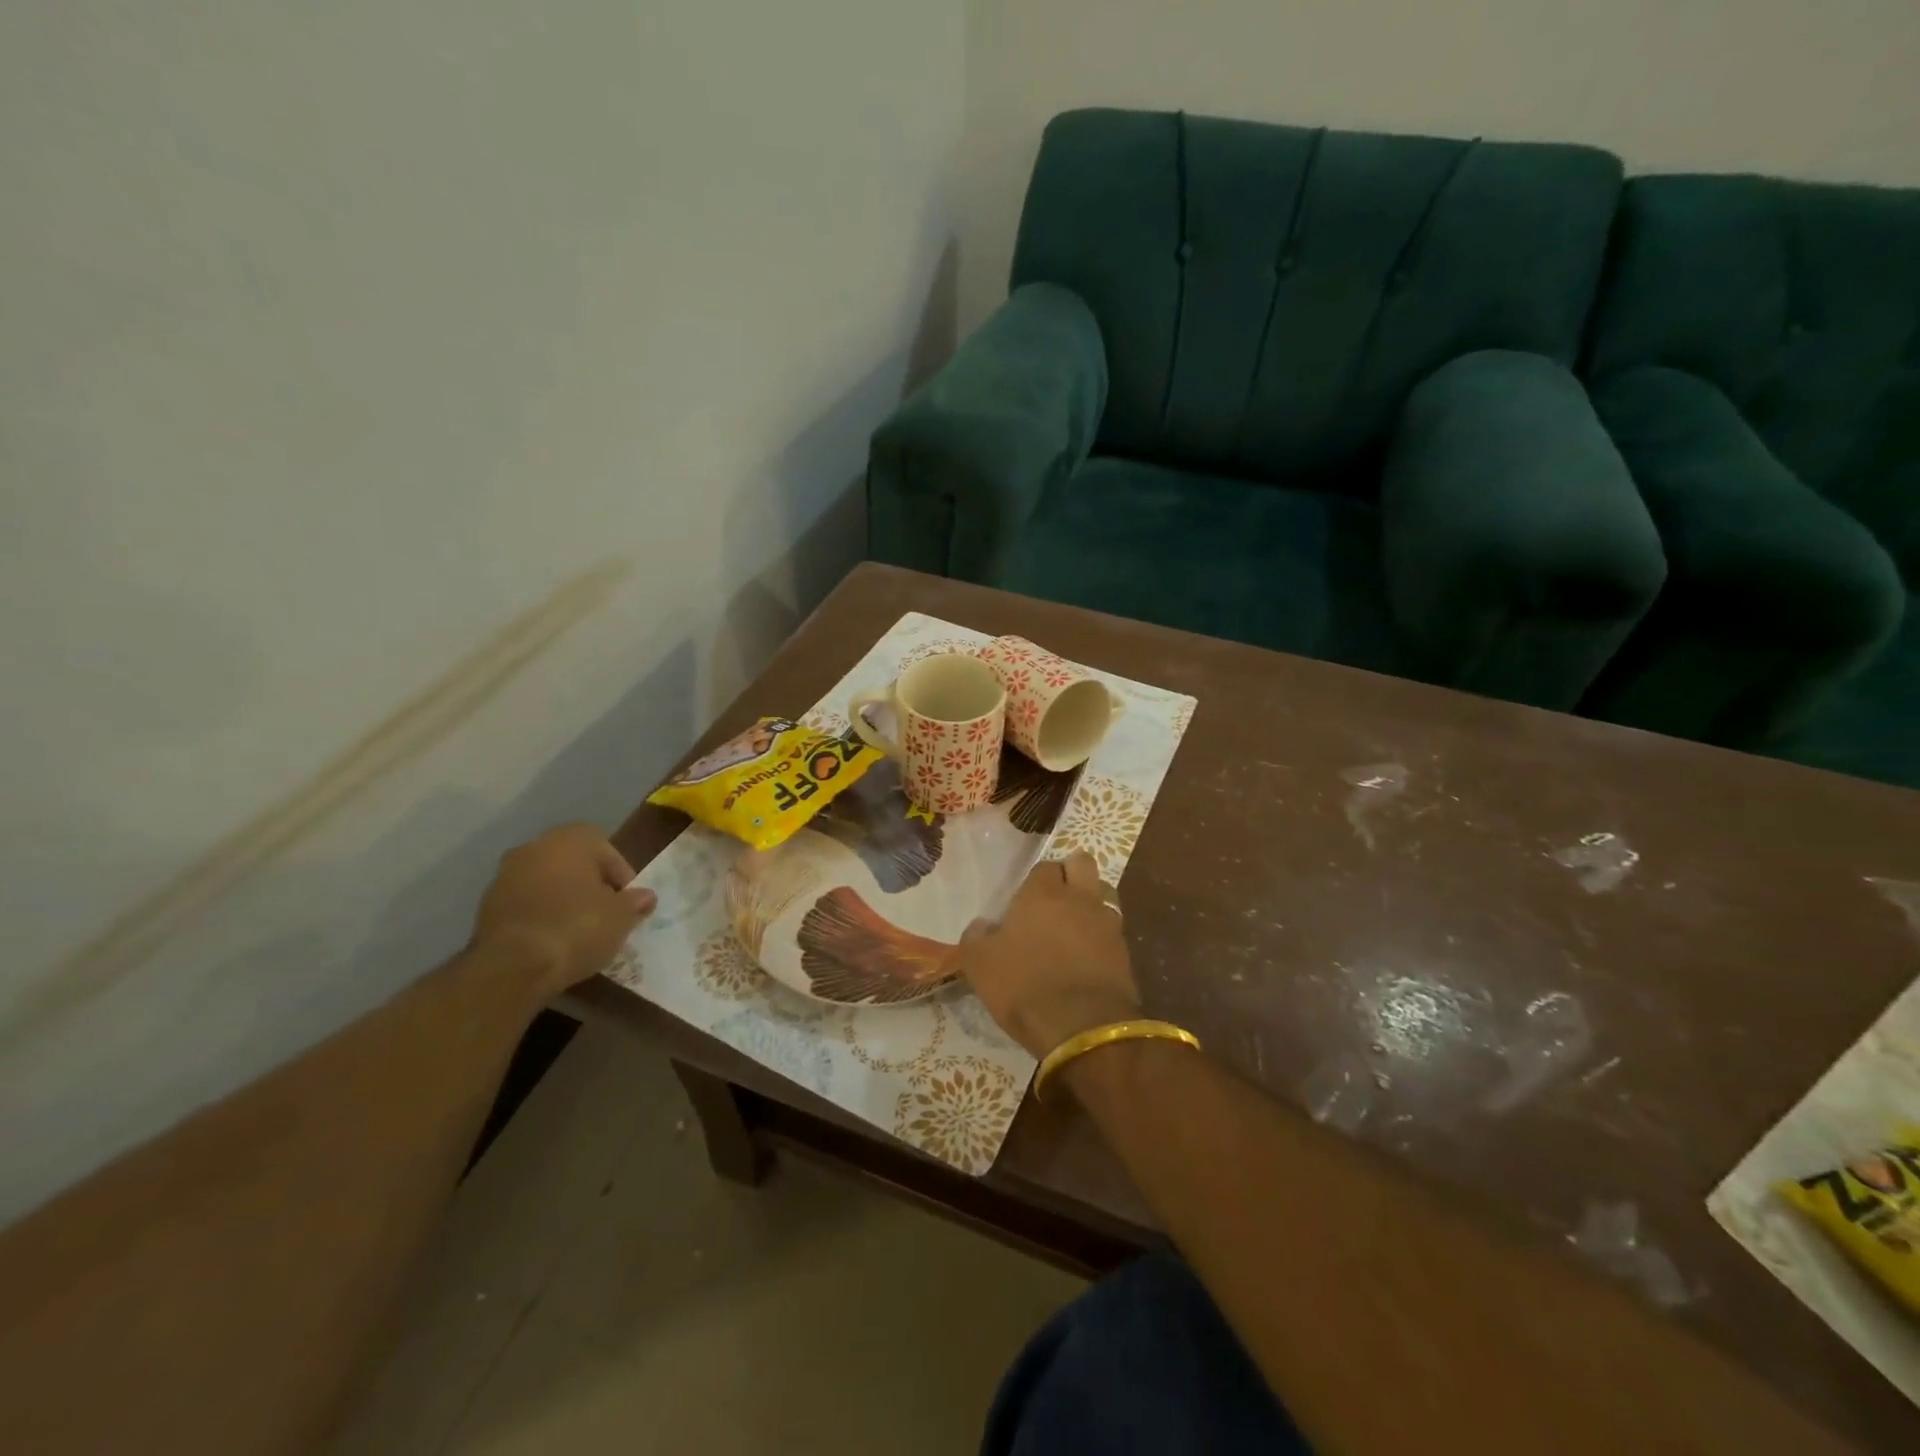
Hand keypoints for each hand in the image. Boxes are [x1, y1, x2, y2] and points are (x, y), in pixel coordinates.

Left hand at [470, 824, 656, 1002]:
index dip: (621, 877)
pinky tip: (552, 940)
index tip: (627, 903)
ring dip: (562, 900)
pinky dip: (540, 916)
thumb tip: (645, 897)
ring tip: (578, 931)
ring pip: (546, 883)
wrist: (512, 967)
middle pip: (573, 863)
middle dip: (590, 885)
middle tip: (605, 913)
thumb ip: (635, 902)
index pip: (607, 850)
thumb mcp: (621, 917)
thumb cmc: (577, 927)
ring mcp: (505, 876)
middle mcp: (534, 847)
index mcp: (571, 839)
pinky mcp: (485, 906)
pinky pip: (525, 904)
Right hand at [956, 851, 1140, 1057]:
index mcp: (1042, 894)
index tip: (1025, 900)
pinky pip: (1113, 931)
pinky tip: (1089, 957)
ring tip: (1075, 927)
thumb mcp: (980, 964)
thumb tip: (982, 925)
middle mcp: (1079, 899)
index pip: (1044, 867)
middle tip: (1057, 897)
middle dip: (1072, 873)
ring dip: (1091, 904)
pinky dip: (1102, 938)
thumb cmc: (1024, 986)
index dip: (1036, 880)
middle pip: (1083, 864)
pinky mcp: (1125, 952)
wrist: (1082, 1027)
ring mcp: (1107, 924)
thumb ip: (977, 937)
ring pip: (1103, 895)